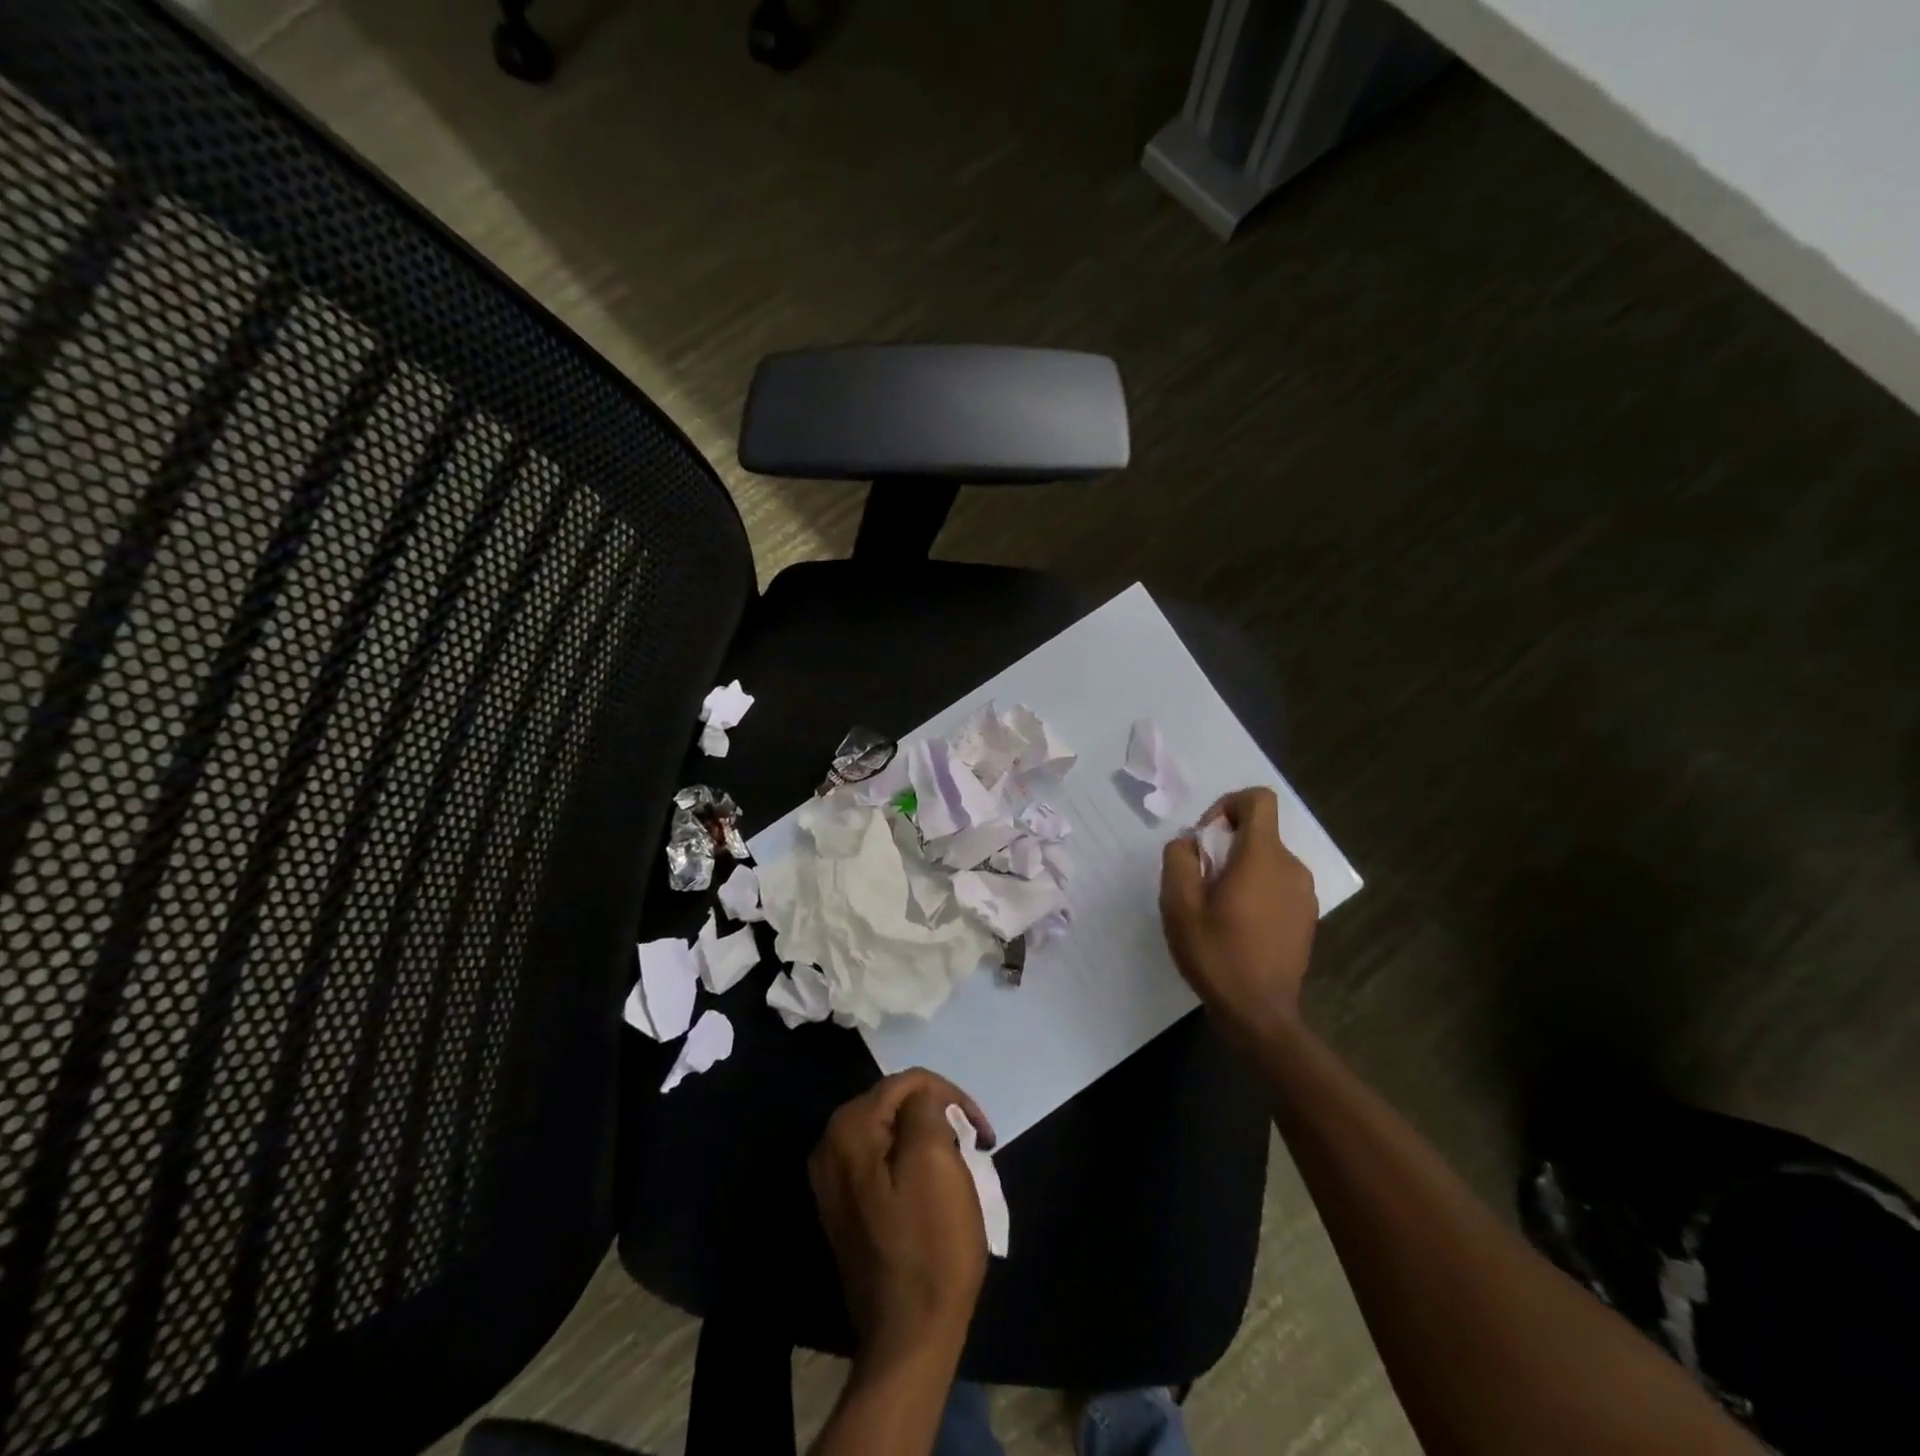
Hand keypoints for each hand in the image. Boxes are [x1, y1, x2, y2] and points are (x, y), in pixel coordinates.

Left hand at [810, 1069, 993, 1375]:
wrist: (908, 1339)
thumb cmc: (930, 1246)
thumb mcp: (936, 1161)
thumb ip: (925, 1109)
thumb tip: (923, 1097)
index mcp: (848, 1129)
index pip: (906, 1082)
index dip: (950, 1096)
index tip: (981, 1132)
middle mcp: (830, 1146)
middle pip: (895, 1104)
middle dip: (938, 1115)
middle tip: (973, 1146)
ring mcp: (833, 1180)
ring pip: (891, 1133)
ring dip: (928, 1139)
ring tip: (959, 1164)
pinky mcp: (845, 1208)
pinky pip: (882, 1163)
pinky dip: (911, 1163)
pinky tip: (934, 1187)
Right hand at [1161, 786, 1318, 1039]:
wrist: (1260, 1014)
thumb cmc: (1217, 954)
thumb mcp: (1179, 904)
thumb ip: (1179, 859)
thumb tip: (1190, 843)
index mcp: (1262, 857)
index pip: (1257, 799)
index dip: (1227, 805)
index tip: (1206, 839)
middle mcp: (1291, 866)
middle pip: (1258, 831)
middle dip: (1225, 845)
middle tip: (1200, 882)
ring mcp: (1304, 893)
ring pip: (1266, 858)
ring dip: (1239, 869)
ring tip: (1216, 908)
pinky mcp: (1306, 915)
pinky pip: (1277, 883)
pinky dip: (1256, 889)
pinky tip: (1238, 925)